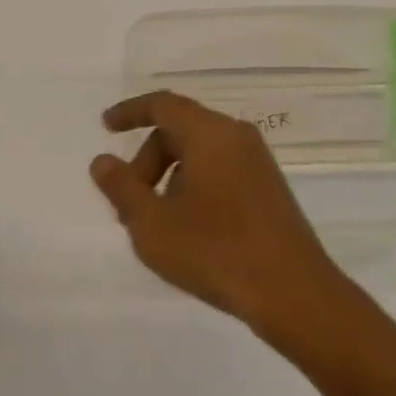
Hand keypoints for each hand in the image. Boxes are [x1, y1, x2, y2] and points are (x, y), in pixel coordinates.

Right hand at [90, 91, 347, 334]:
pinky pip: (220, 168)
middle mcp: (236, 135)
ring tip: (158, 225)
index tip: (106, 126)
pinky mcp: (268, 186)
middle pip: (180, 130)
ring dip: (170, 177)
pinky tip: (189, 229)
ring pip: (200, 152)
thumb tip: (102, 161)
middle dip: (147, 161)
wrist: (293, 291)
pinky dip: (195, 185)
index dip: (130, 112)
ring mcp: (257, 160)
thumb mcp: (153, 225)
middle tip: (129, 205)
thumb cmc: (216, 251)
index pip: (163, 104)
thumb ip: (122, 189)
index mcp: (210, 133)